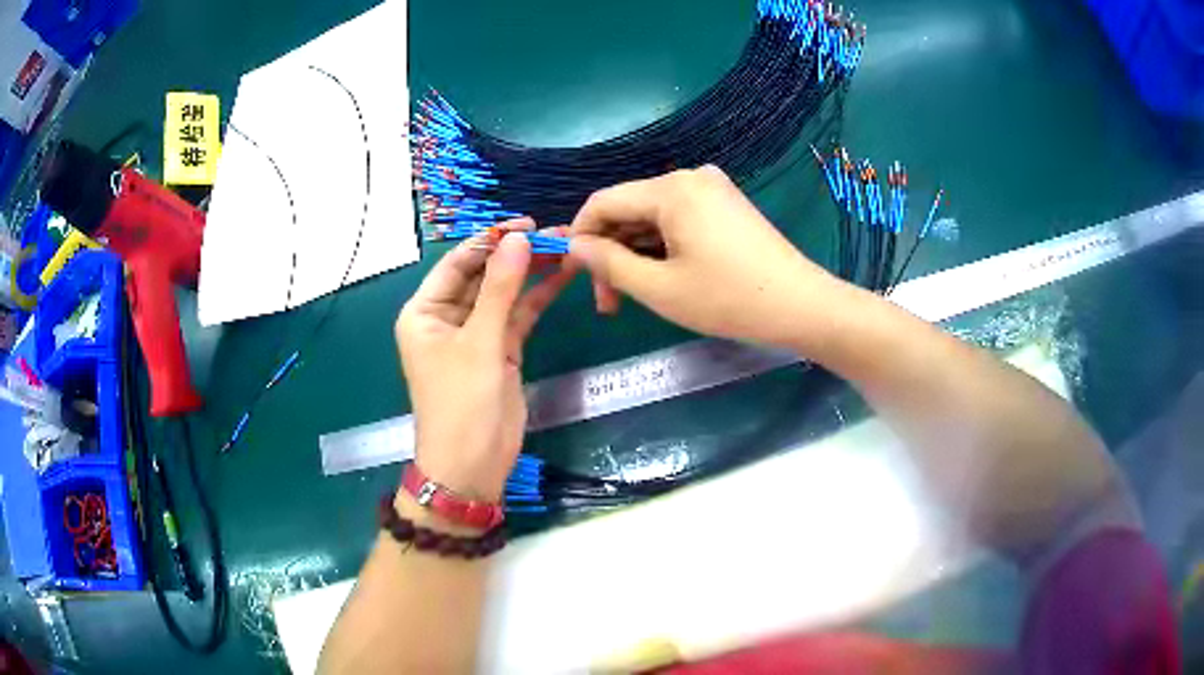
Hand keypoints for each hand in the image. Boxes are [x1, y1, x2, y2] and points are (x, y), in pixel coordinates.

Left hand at [395, 221, 576, 501]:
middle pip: (483, 275)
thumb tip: (518, 238)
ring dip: (531, 273)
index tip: (526, 224)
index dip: (490, 240)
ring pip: (504, 294)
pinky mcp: (499, 350)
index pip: (458, 263)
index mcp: (424, 311)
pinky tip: (563, 277)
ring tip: (565, 248)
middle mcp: (446, 317)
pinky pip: (518, 316)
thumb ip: (501, 289)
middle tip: (555, 234)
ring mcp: (475, 334)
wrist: (472, 464)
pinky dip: (538, 298)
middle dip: (516, 255)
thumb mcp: (479, 342)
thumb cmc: (462, 402)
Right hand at [569, 165, 837, 349]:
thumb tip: (574, 247)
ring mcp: (711, 189)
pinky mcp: (725, 205)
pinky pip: (677, 220)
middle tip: (608, 302)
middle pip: (628, 209)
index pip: (603, 202)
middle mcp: (689, 177)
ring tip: (631, 298)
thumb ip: (608, 264)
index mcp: (671, 189)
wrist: (801, 305)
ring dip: (635, 254)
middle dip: (611, 253)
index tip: (572, 275)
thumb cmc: (729, 299)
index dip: (580, 237)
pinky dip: (661, 247)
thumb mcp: (659, 288)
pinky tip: (661, 277)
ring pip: (652, 217)